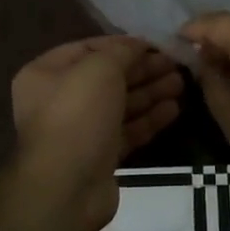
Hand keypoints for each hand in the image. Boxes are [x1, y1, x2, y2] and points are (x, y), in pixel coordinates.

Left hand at [10, 37, 183, 230]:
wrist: (67, 187)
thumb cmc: (78, 115)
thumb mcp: (100, 69)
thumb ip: (122, 51)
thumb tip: (139, 45)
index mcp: (47, 73)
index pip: (89, 48)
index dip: (124, 45)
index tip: (157, 44)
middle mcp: (60, 99)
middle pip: (108, 77)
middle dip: (143, 70)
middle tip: (177, 64)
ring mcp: (81, 130)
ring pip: (120, 104)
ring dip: (151, 93)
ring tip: (182, 84)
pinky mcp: (99, 156)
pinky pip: (127, 130)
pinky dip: (149, 119)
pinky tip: (174, 109)